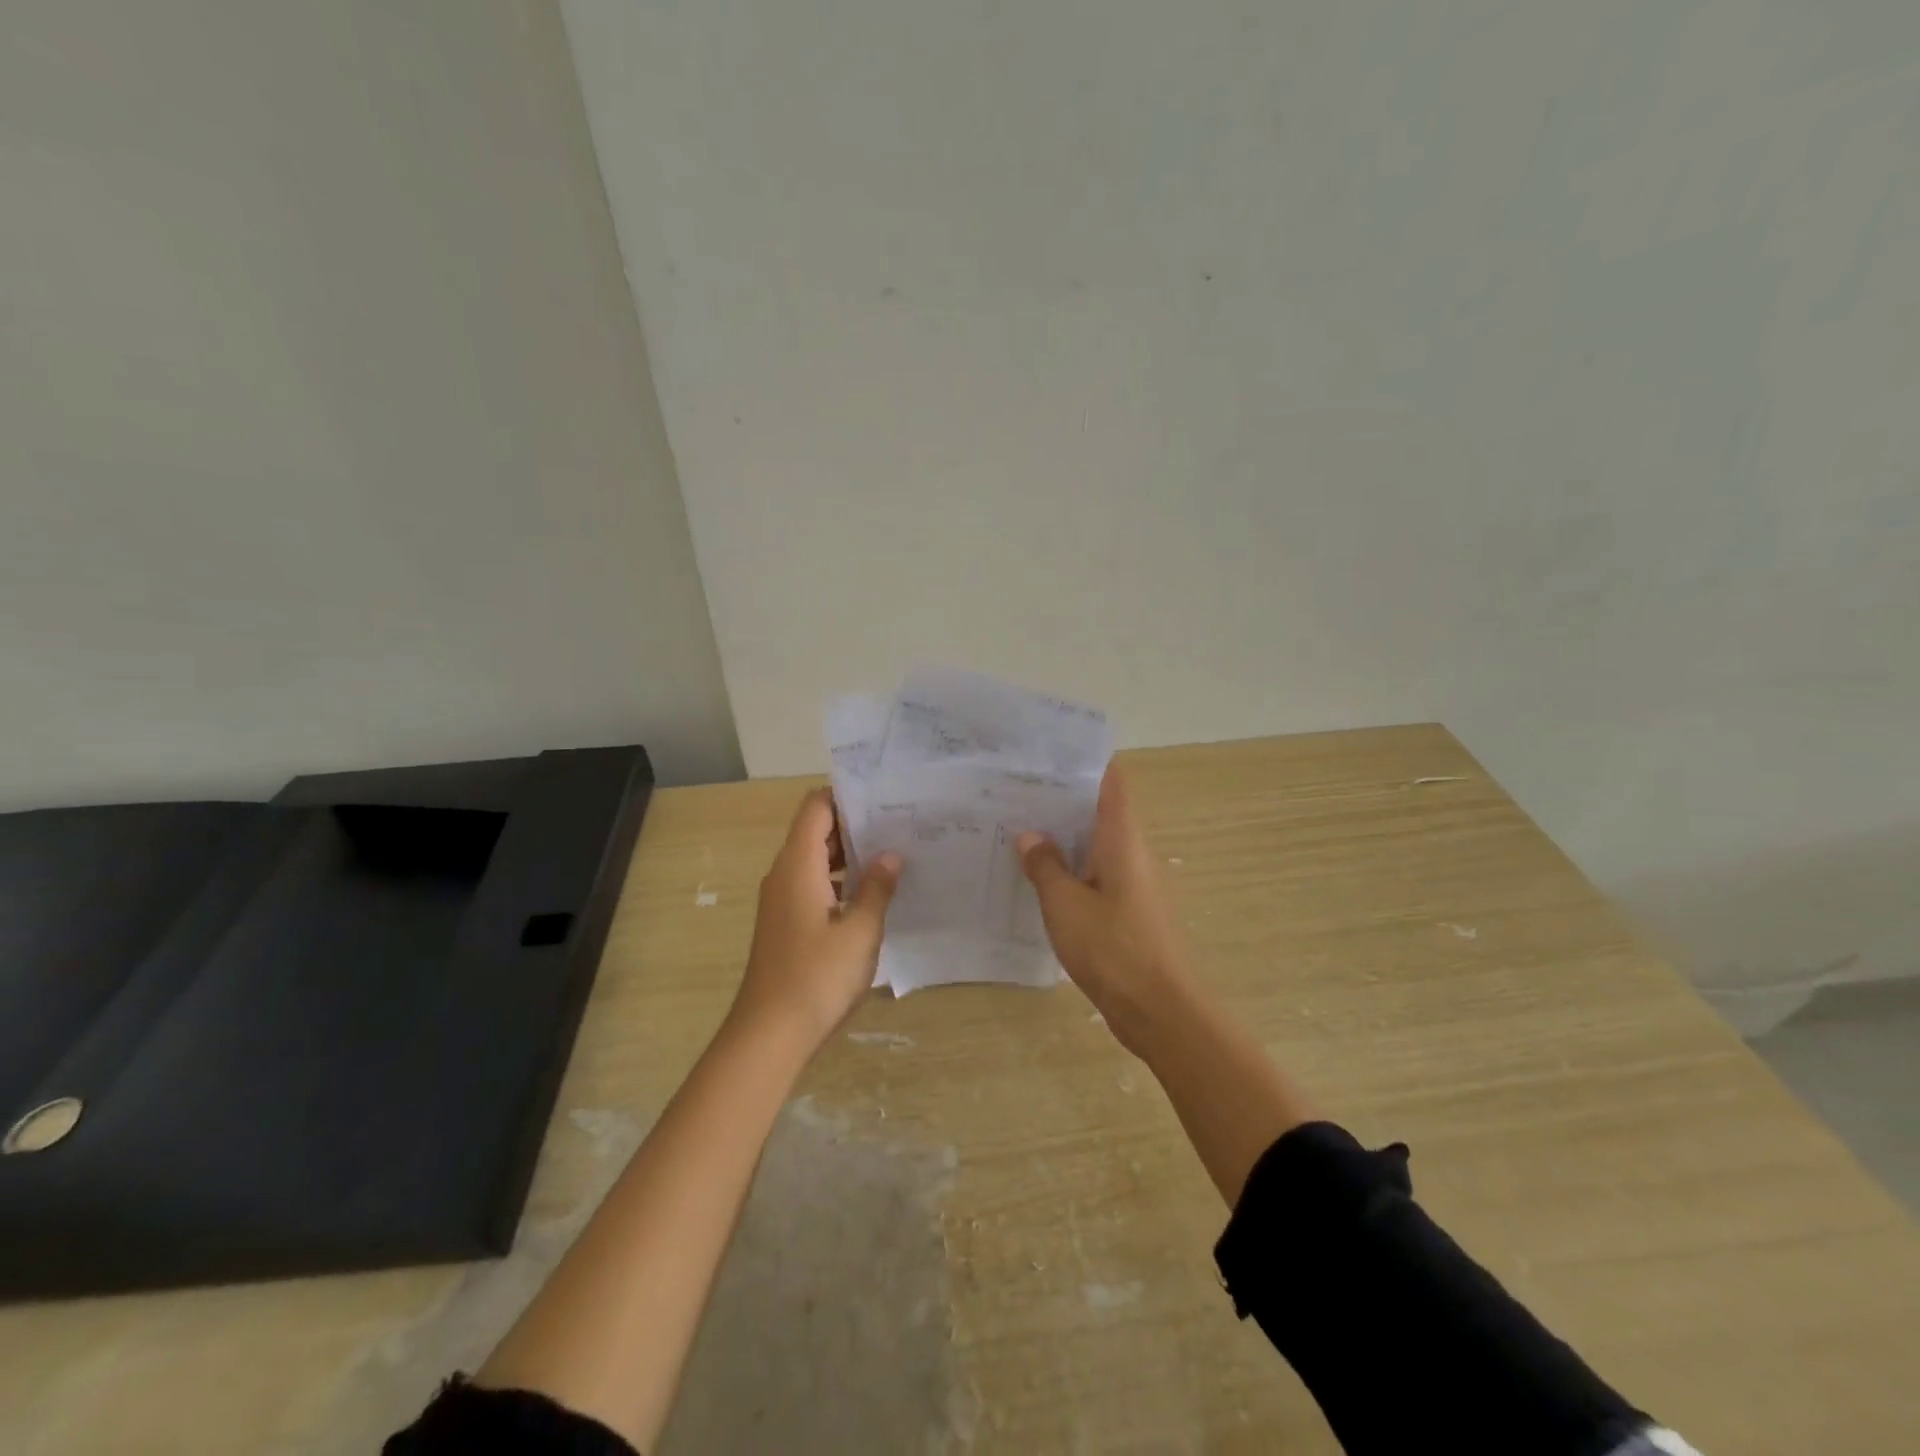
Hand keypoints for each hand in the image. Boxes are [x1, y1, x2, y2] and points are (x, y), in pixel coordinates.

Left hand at [733, 788, 899, 1053]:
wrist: (768, 1035)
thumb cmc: (816, 977)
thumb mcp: (860, 931)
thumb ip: (877, 888)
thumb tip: (891, 855)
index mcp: (798, 866)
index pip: (816, 807)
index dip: (845, 795)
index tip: (883, 796)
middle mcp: (785, 874)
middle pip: (816, 830)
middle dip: (854, 824)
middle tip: (899, 822)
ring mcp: (782, 900)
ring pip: (816, 859)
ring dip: (849, 854)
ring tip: (894, 853)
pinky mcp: (786, 923)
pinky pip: (813, 884)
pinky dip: (840, 880)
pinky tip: (872, 894)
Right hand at [1017, 765, 1189, 1055]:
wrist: (1159, 1010)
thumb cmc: (1113, 948)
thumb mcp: (1065, 904)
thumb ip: (1045, 866)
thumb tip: (1030, 835)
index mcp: (1122, 839)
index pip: (1111, 782)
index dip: (1085, 761)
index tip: (1049, 752)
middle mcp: (1132, 853)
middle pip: (1100, 811)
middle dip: (1062, 798)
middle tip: (1017, 789)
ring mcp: (1132, 883)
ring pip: (1096, 845)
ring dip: (1064, 836)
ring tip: (1018, 826)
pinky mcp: (1128, 911)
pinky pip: (1096, 875)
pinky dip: (1070, 868)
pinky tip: (1038, 876)